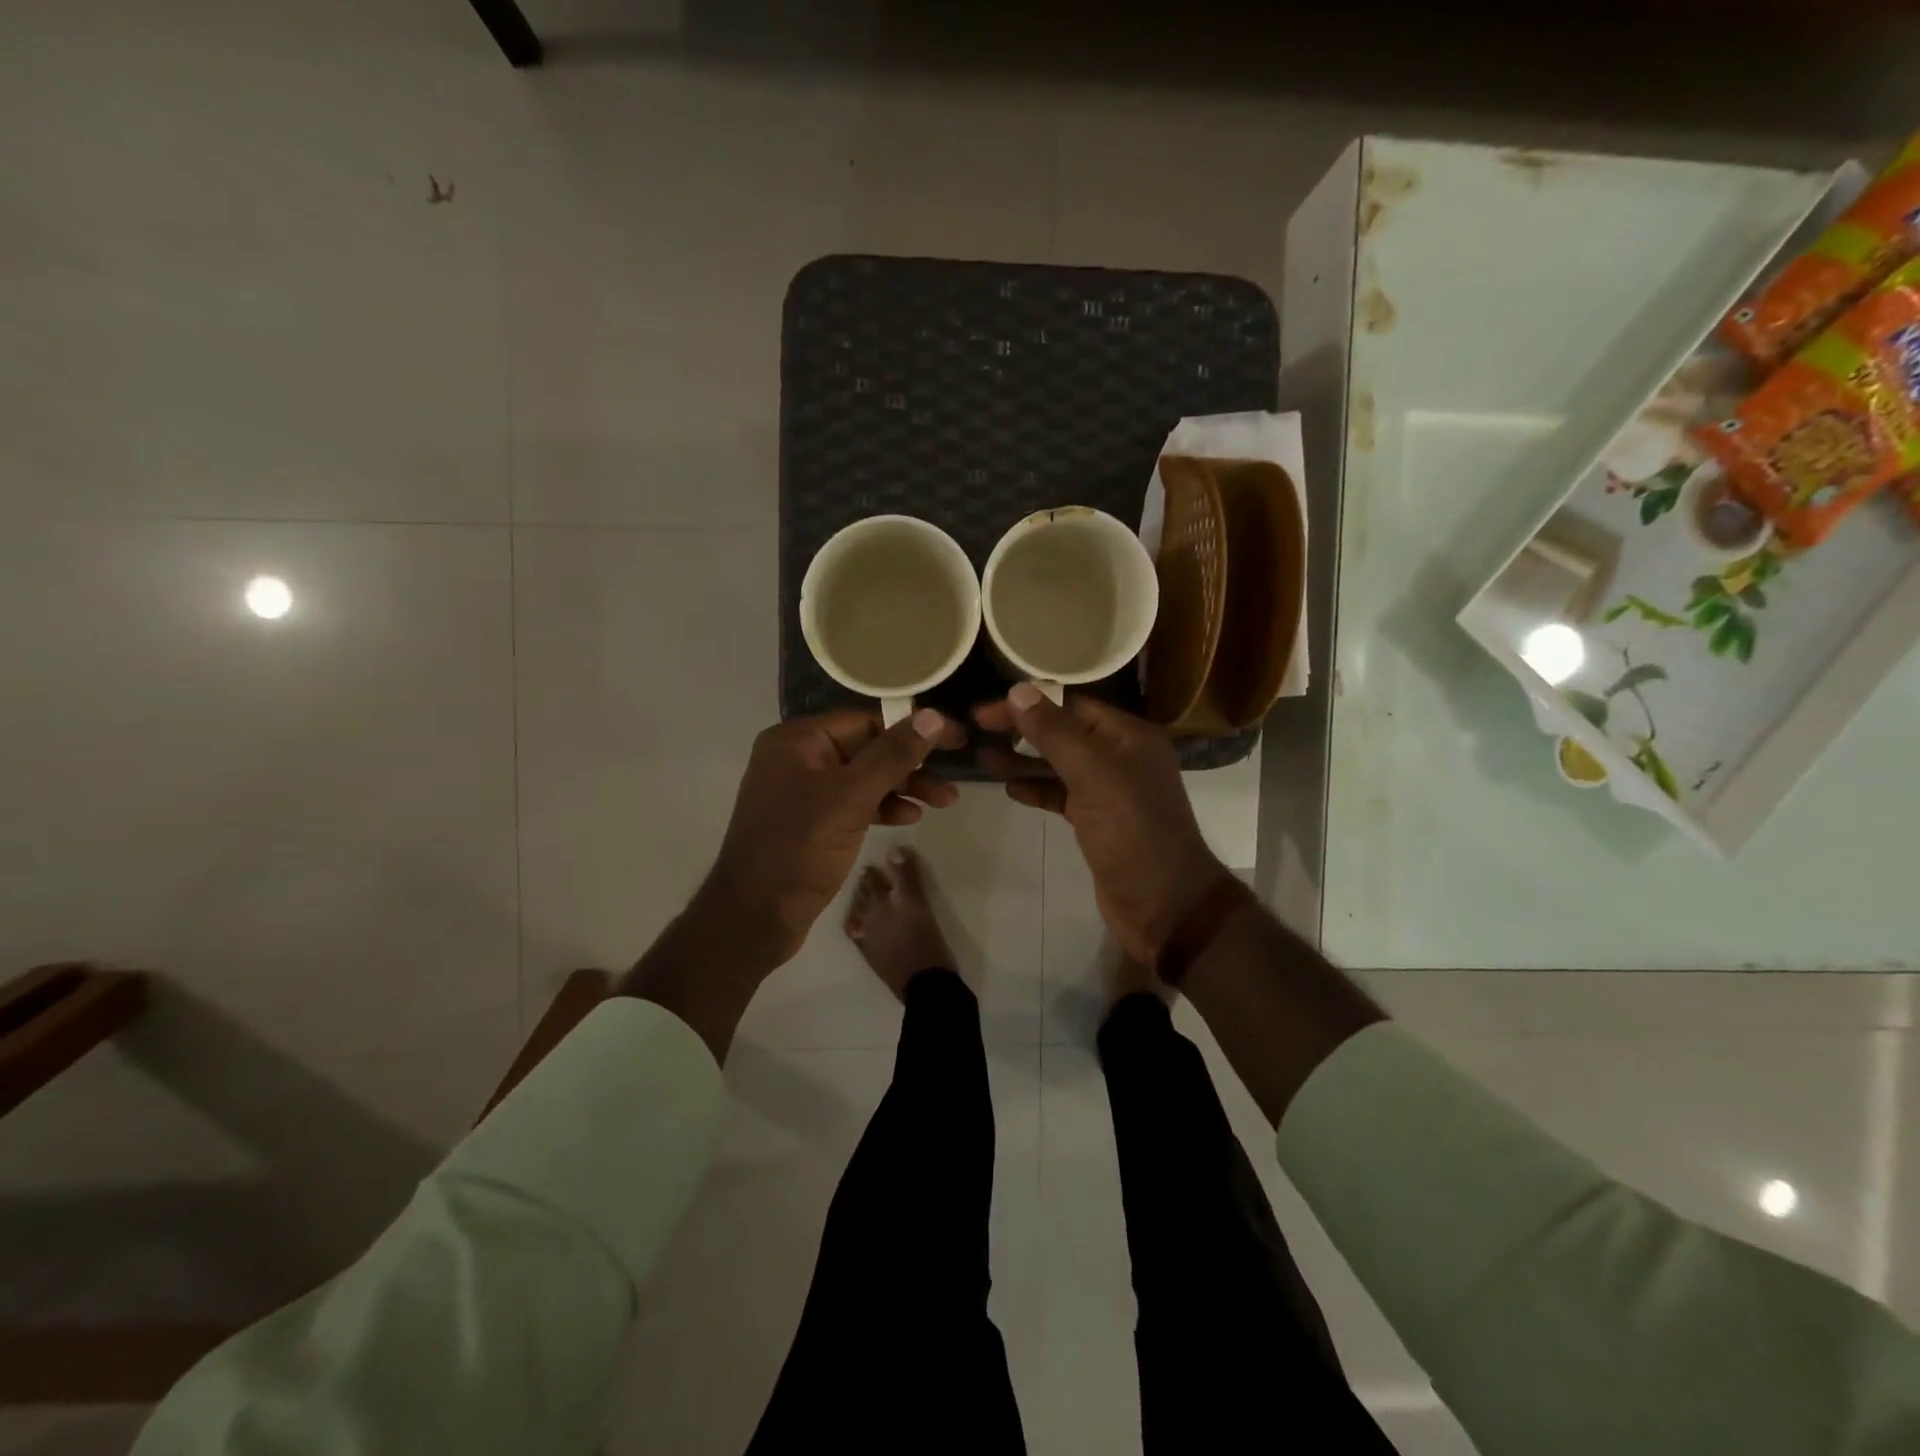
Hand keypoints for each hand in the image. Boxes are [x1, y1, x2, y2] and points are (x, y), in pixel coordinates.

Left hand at [706, 707, 966, 963]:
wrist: (754, 917)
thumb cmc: (799, 848)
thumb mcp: (850, 797)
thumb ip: (893, 756)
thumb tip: (933, 715)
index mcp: (796, 741)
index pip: (865, 721)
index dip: (912, 728)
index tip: (954, 739)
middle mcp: (797, 758)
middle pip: (867, 748)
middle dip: (911, 764)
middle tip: (952, 778)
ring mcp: (803, 792)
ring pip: (864, 778)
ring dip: (903, 787)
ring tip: (944, 801)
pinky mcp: (811, 822)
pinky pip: (853, 803)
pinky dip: (882, 807)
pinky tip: (909, 818)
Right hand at [977, 685, 1225, 962]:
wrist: (1164, 904)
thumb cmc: (1133, 833)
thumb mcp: (1093, 775)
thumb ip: (1055, 732)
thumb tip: (1018, 690)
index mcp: (1129, 735)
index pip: (1073, 704)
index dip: (1030, 702)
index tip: (987, 709)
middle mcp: (1122, 755)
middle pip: (1065, 731)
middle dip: (1023, 728)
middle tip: (978, 728)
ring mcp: (1111, 789)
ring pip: (1060, 763)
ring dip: (1025, 758)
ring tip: (984, 757)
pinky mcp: (1098, 820)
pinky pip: (1062, 793)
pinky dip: (1038, 788)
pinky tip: (1010, 788)